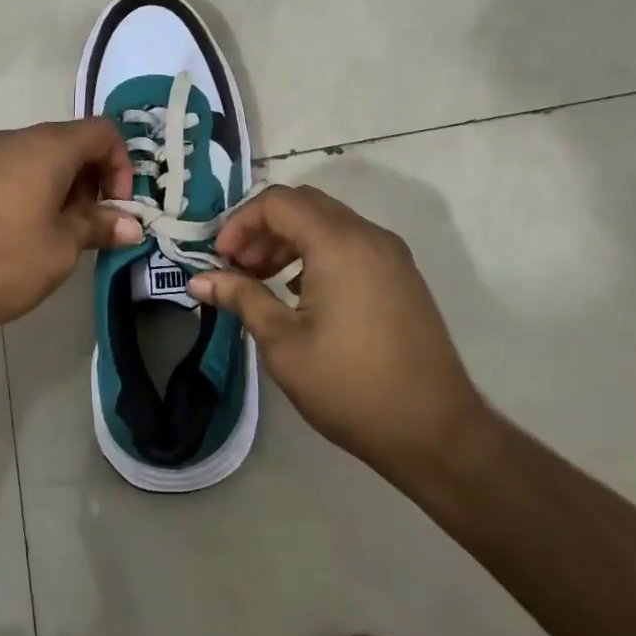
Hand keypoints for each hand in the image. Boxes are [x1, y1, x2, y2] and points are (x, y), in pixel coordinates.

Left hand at [0, 119, 143, 340]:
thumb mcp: (59, 250)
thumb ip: (98, 228)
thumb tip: (131, 225)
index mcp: (47, 147)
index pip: (103, 131)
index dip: (122, 165)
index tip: (117, 208)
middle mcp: (16, 139)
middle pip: (72, 142)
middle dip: (93, 180)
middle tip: (91, 227)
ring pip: (41, 158)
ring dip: (63, 188)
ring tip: (58, 236)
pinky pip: (13, 170)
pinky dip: (33, 191)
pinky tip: (22, 234)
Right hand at [191, 185, 487, 483]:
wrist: (436, 432)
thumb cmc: (351, 387)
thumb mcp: (284, 344)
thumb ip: (242, 298)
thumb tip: (199, 279)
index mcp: (339, 244)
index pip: (278, 202)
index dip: (240, 223)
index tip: (220, 260)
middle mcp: (368, 236)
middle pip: (303, 204)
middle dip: (263, 228)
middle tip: (239, 267)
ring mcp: (390, 254)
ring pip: (328, 222)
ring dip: (289, 240)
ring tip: (263, 281)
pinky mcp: (401, 275)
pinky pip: (350, 243)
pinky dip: (317, 252)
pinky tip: (301, 293)